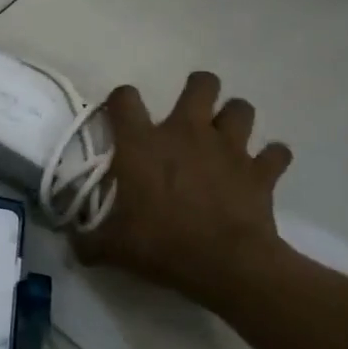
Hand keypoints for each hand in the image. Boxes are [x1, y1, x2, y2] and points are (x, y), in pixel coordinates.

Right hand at [73, 72, 293, 310]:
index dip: (121, 100)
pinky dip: (270, 158)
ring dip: (234, 118)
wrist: (227, 264)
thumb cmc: (162, 244)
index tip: (121, 115)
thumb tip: (71, 244)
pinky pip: (275, 153)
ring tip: (226, 136)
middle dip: (199, 89)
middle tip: (190, 113)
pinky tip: (262, 169)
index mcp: (142, 143)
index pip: (125, 98)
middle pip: (201, 84)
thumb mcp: (112, 247)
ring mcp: (229, 148)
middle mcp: (186, 133)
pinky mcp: (261, 171)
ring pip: (241, 108)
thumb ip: (88, 240)